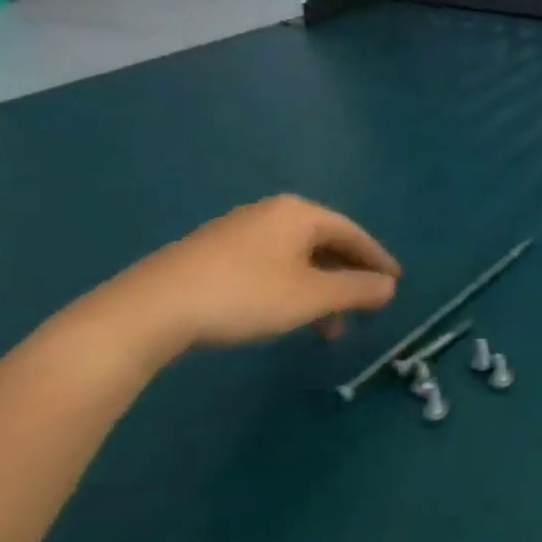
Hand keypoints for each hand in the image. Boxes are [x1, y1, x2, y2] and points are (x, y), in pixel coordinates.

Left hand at [85, 195, 401, 363]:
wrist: (146, 312)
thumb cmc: (245, 296)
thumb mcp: (313, 297)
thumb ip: (358, 289)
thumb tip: (390, 286)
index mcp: (300, 213)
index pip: (355, 234)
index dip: (378, 261)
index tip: (395, 284)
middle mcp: (272, 213)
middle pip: (326, 245)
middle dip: (347, 280)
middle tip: (363, 310)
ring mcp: (238, 232)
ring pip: (297, 259)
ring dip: (320, 291)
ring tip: (325, 327)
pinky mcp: (211, 254)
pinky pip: (270, 266)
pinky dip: (291, 289)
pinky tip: (286, 315)